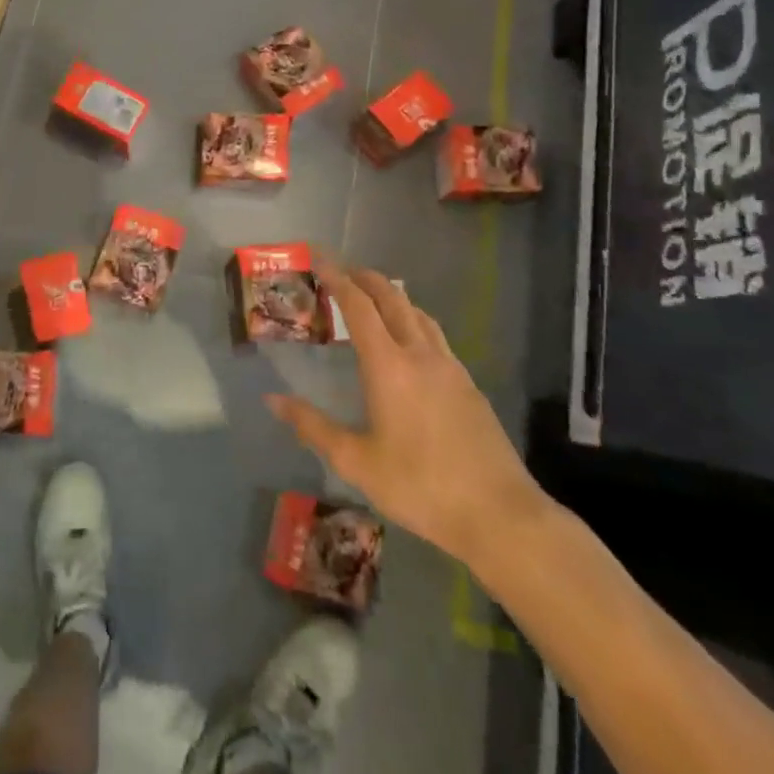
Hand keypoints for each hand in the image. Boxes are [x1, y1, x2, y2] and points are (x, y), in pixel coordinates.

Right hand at [266, 266, 547, 570]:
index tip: (319, 258)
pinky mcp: (469, 385)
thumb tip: (273, 399)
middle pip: (392, 298)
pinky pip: (436, 336)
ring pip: (418, 314)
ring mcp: (450, 368)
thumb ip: (313, 427)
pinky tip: (411, 345)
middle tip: (343, 271)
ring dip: (393, 297)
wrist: (499, 515)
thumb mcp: (356, 462)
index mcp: (389, 365)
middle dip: (366, 278)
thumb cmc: (420, 486)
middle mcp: (420, 354)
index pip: (358, 306)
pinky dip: (414, 321)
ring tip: (374, 299)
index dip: (337, 278)